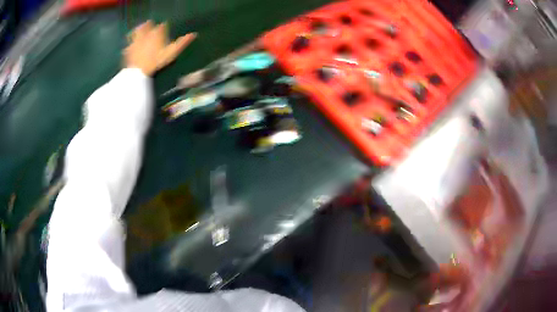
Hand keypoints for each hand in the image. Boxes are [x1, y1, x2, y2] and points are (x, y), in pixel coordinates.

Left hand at [124, 21, 196, 75]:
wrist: (139, 71)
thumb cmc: (157, 61)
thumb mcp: (172, 52)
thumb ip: (182, 43)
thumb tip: (194, 34)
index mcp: (157, 33)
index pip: (162, 26)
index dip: (163, 27)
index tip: (164, 29)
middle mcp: (146, 34)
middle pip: (147, 26)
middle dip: (149, 26)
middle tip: (150, 26)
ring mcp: (136, 41)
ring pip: (137, 32)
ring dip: (138, 30)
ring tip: (140, 31)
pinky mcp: (129, 49)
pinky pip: (129, 44)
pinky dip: (130, 44)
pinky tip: (130, 46)